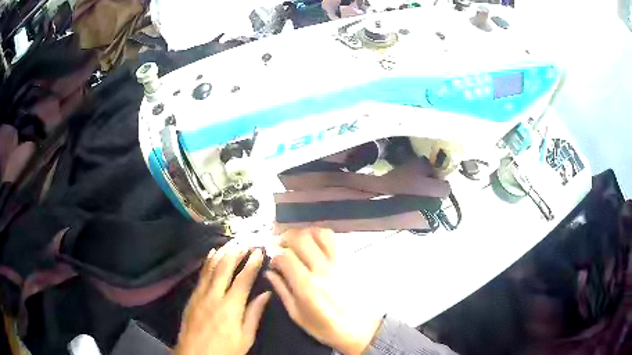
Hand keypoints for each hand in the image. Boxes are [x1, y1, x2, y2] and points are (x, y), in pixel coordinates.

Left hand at [176, 244, 270, 354]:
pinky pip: (201, 276)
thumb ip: (254, 314)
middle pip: (224, 269)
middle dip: (235, 253)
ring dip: (221, 254)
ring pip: (210, 269)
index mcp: (231, 307)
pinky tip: (210, 256)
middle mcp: (214, 296)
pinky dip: (207, 263)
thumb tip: (266, 294)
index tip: (258, 251)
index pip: (243, 280)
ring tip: (229, 243)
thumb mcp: (245, 338)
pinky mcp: (192, 297)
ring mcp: (200, 295)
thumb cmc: (225, 350)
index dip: (251, 264)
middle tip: (244, 241)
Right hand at [266, 228, 382, 354]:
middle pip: (301, 238)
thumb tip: (270, 272)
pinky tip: (316, 245)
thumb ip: (283, 290)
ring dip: (305, 233)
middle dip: (286, 237)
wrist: (361, 329)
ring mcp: (339, 263)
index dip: (275, 256)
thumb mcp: (298, 315)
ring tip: (299, 241)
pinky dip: (322, 237)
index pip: (285, 256)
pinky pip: (335, 240)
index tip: (274, 262)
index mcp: (306, 285)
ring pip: (320, 233)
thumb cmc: (326, 327)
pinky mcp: (350, 261)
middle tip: (281, 245)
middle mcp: (322, 269)